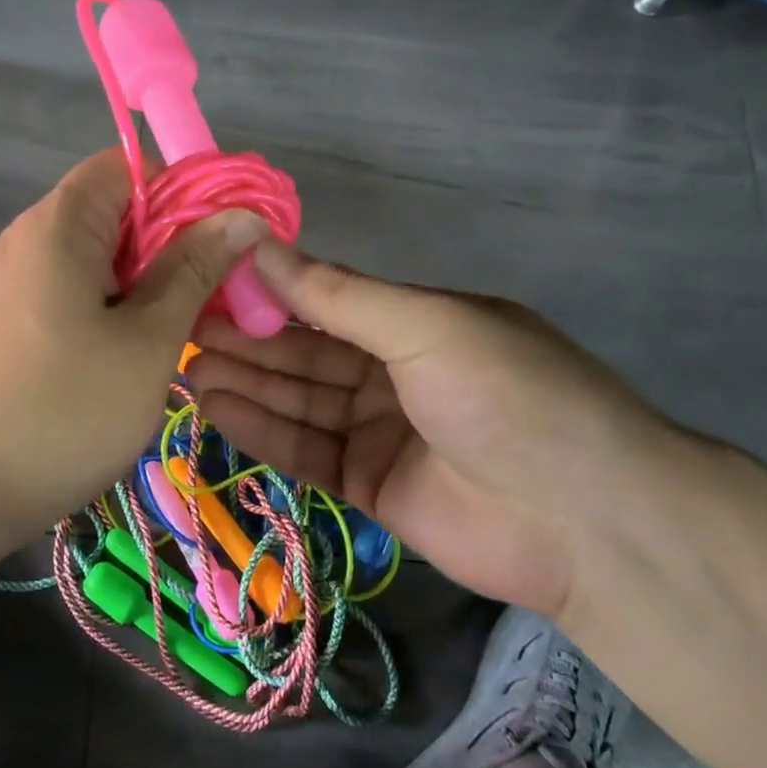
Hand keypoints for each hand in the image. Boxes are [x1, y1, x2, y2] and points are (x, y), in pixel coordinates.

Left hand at [0, 151, 268, 528]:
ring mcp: (9, 280)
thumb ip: (196, 269)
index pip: (127, 166)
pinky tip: (125, 355)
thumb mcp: (148, 340)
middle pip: (111, 210)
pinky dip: (107, 305)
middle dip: (168, 244)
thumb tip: (242, 215)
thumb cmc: (65, 411)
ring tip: (172, 333)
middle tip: (208, 297)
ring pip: (93, 255)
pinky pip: (67, 289)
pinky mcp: (3, 318)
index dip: (181, 191)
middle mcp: (26, 237)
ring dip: (141, 281)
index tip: (220, 242)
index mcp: (58, 225)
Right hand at [187, 241, 695, 619]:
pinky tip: (215, 410)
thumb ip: (336, 294)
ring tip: (185, 370)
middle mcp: (391, 370)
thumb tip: (259, 245)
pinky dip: (261, 430)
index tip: (207, 283)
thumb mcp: (425, 326)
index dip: (266, 291)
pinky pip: (305, 450)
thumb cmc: (508, 395)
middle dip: (245, 340)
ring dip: (244, 383)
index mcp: (412, 321)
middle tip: (180, 331)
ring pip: (297, 399)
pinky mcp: (368, 484)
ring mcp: (379, 430)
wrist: (587, 522)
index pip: (323, 299)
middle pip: (303, 351)